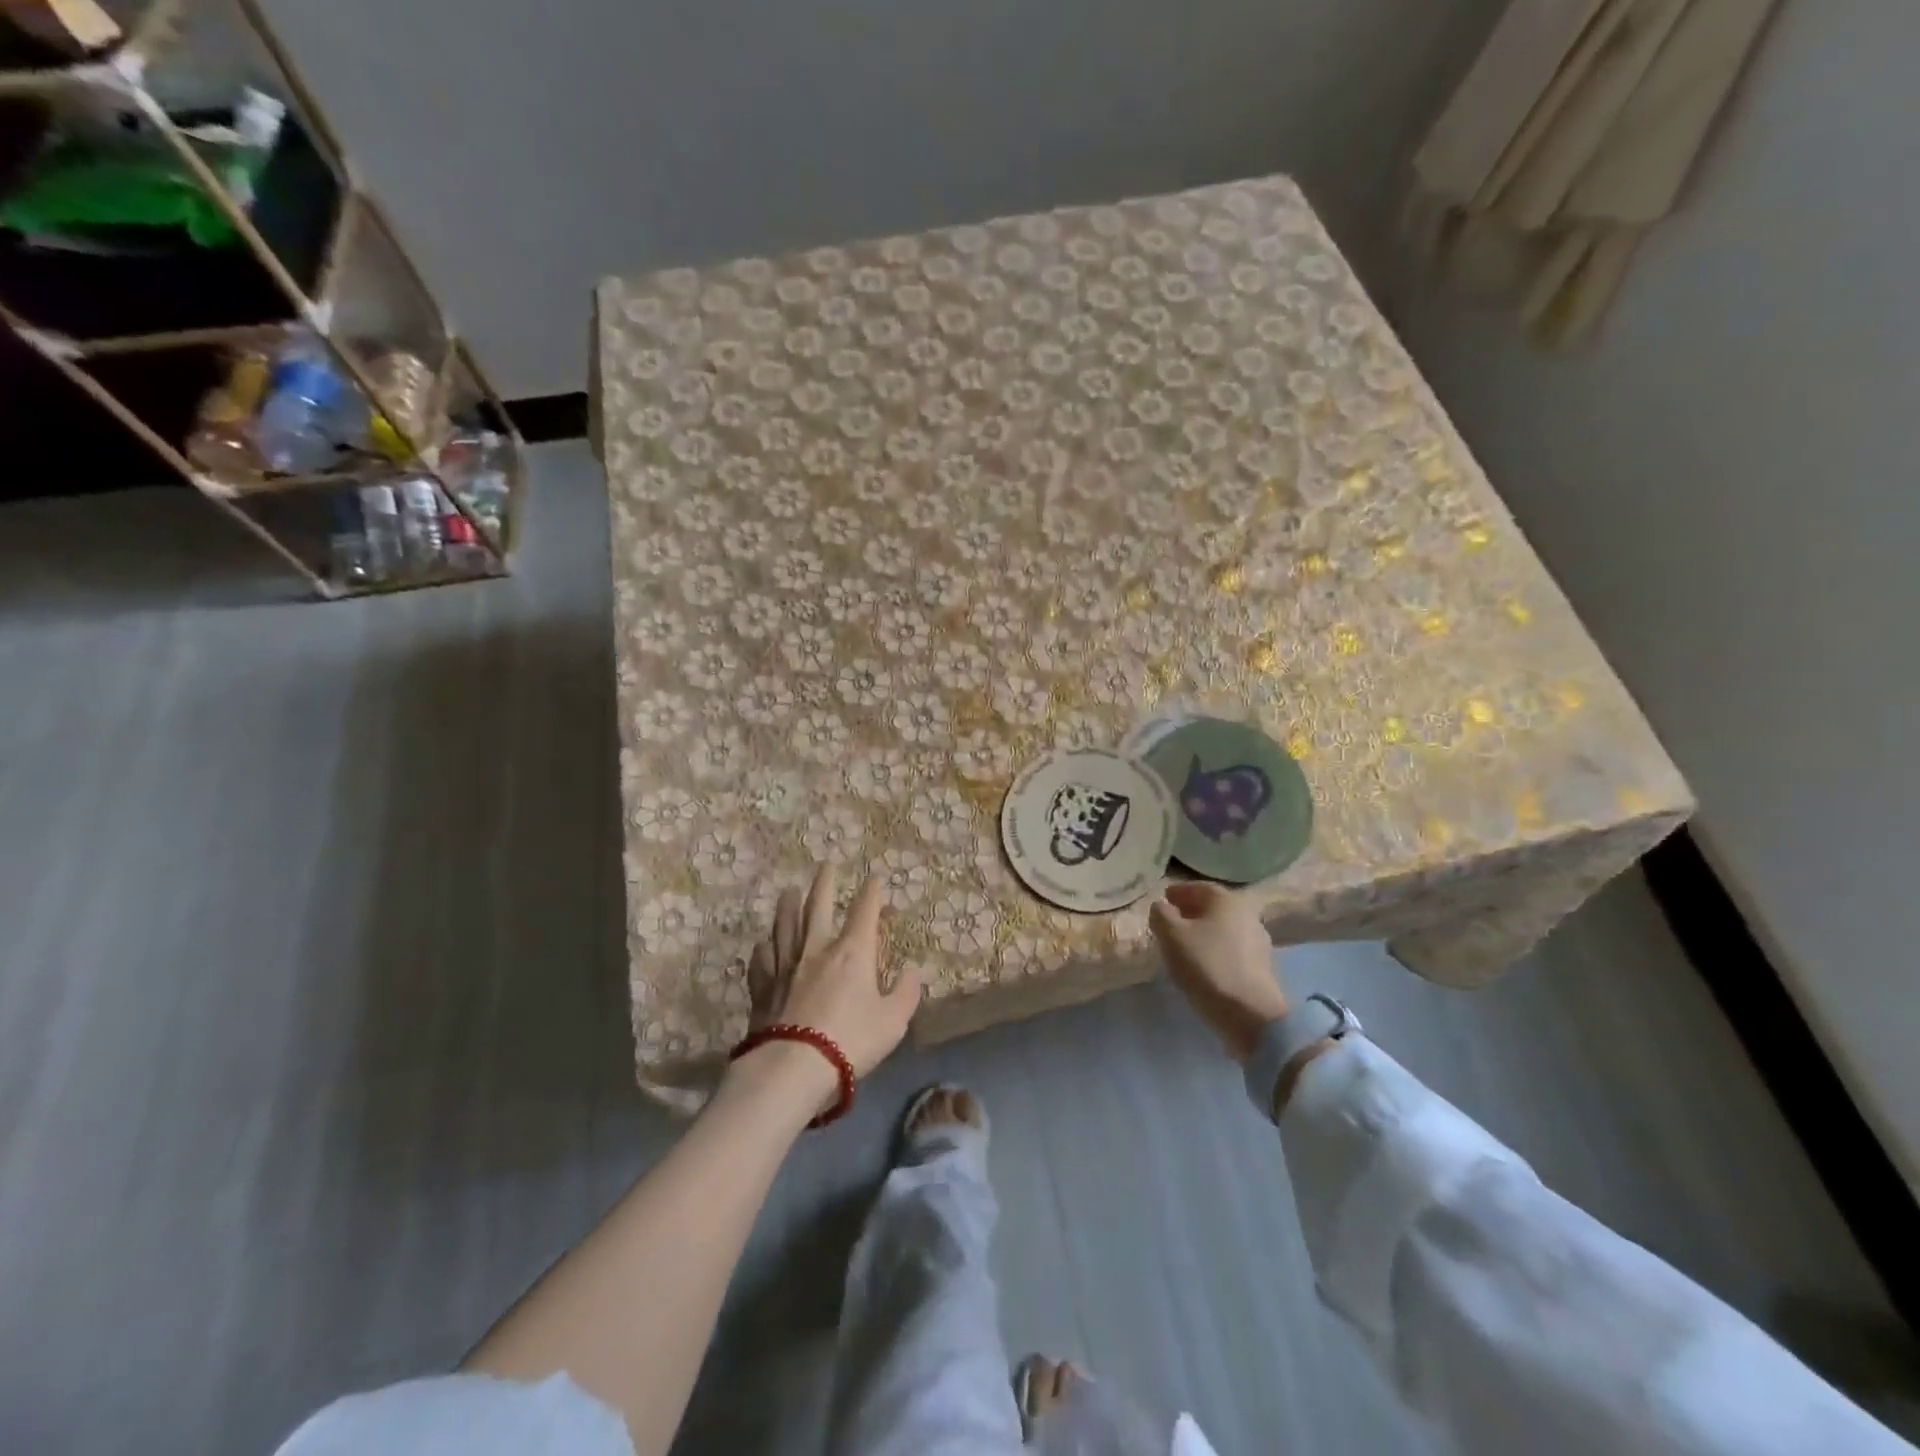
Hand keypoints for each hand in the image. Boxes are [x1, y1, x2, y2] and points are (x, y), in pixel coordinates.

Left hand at [743, 864, 922, 1082]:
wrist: (792, 1067)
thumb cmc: (850, 1041)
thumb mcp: (892, 1022)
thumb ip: (905, 994)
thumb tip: (913, 972)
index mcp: (852, 953)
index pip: (864, 912)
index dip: (871, 894)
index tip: (874, 879)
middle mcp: (817, 949)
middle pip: (819, 906)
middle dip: (825, 884)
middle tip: (826, 866)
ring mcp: (785, 965)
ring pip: (786, 925)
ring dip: (789, 905)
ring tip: (790, 891)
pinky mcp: (762, 986)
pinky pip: (762, 959)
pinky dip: (764, 947)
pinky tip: (763, 944)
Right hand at [1149, 881, 1288, 1062]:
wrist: (1250, 1015)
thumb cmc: (1207, 965)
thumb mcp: (1171, 935)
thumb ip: (1161, 914)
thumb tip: (1161, 907)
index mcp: (1228, 900)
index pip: (1199, 887)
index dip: (1178, 891)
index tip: (1162, 900)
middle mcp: (1248, 914)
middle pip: (1213, 908)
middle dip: (1189, 912)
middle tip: (1168, 922)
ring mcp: (1258, 942)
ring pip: (1222, 929)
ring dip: (1202, 932)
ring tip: (1181, 945)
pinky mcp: (1261, 968)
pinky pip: (1231, 949)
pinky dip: (1214, 950)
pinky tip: (1201, 964)